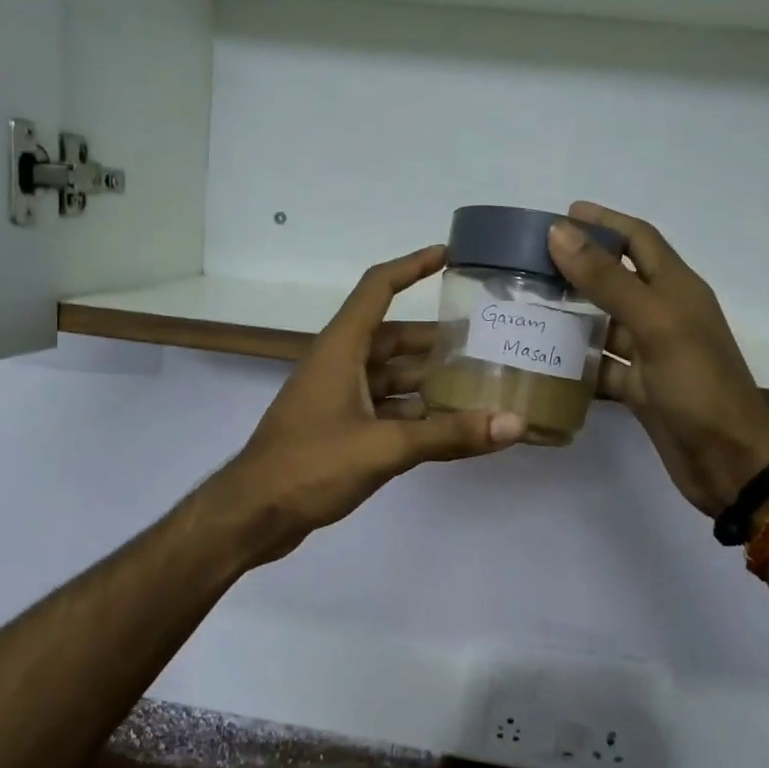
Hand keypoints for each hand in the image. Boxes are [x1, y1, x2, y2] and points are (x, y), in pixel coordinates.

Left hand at [210, 245, 525, 562]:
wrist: (254, 513)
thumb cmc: (310, 465)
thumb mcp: (384, 447)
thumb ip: (448, 434)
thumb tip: (514, 422)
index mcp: (340, 349)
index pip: (378, 289)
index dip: (412, 267)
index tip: (449, 254)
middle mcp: (339, 365)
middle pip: (392, 338)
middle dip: (435, 339)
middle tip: (485, 341)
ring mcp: (337, 399)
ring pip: (390, 378)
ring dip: (428, 380)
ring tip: (477, 384)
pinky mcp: (338, 430)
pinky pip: (384, 409)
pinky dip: (414, 414)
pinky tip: (447, 426)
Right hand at [548, 203, 768, 516]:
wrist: (728, 461)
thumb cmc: (698, 386)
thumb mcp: (655, 324)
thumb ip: (608, 280)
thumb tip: (560, 232)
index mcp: (677, 289)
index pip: (639, 239)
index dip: (604, 222)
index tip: (562, 213)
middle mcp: (664, 314)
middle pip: (617, 277)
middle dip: (579, 264)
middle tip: (530, 260)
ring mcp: (650, 353)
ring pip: (604, 321)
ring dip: (570, 311)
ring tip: (526, 303)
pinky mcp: (638, 387)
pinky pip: (601, 363)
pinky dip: (575, 358)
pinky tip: (542, 356)